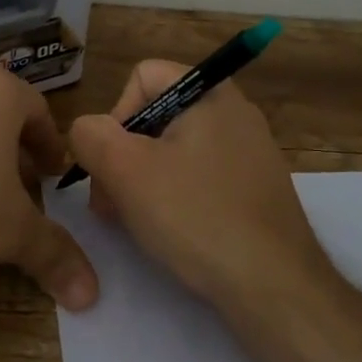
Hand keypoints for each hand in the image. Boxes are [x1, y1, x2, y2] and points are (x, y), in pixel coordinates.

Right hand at [67, 59, 328, 321]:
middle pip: (157, 116)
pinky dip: (176, 197)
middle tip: (110, 203)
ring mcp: (250, 152)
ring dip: (144, 180)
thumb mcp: (125, 170)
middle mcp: (235, 112)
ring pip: (176, 150)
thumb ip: (90, 135)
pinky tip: (170, 232)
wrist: (274, 285)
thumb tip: (86, 131)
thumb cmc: (196, 215)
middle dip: (124, 155)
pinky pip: (201, 177)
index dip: (115, 115)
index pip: (143, 76)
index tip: (111, 163)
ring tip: (134, 222)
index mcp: (210, 92)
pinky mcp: (256, 189)